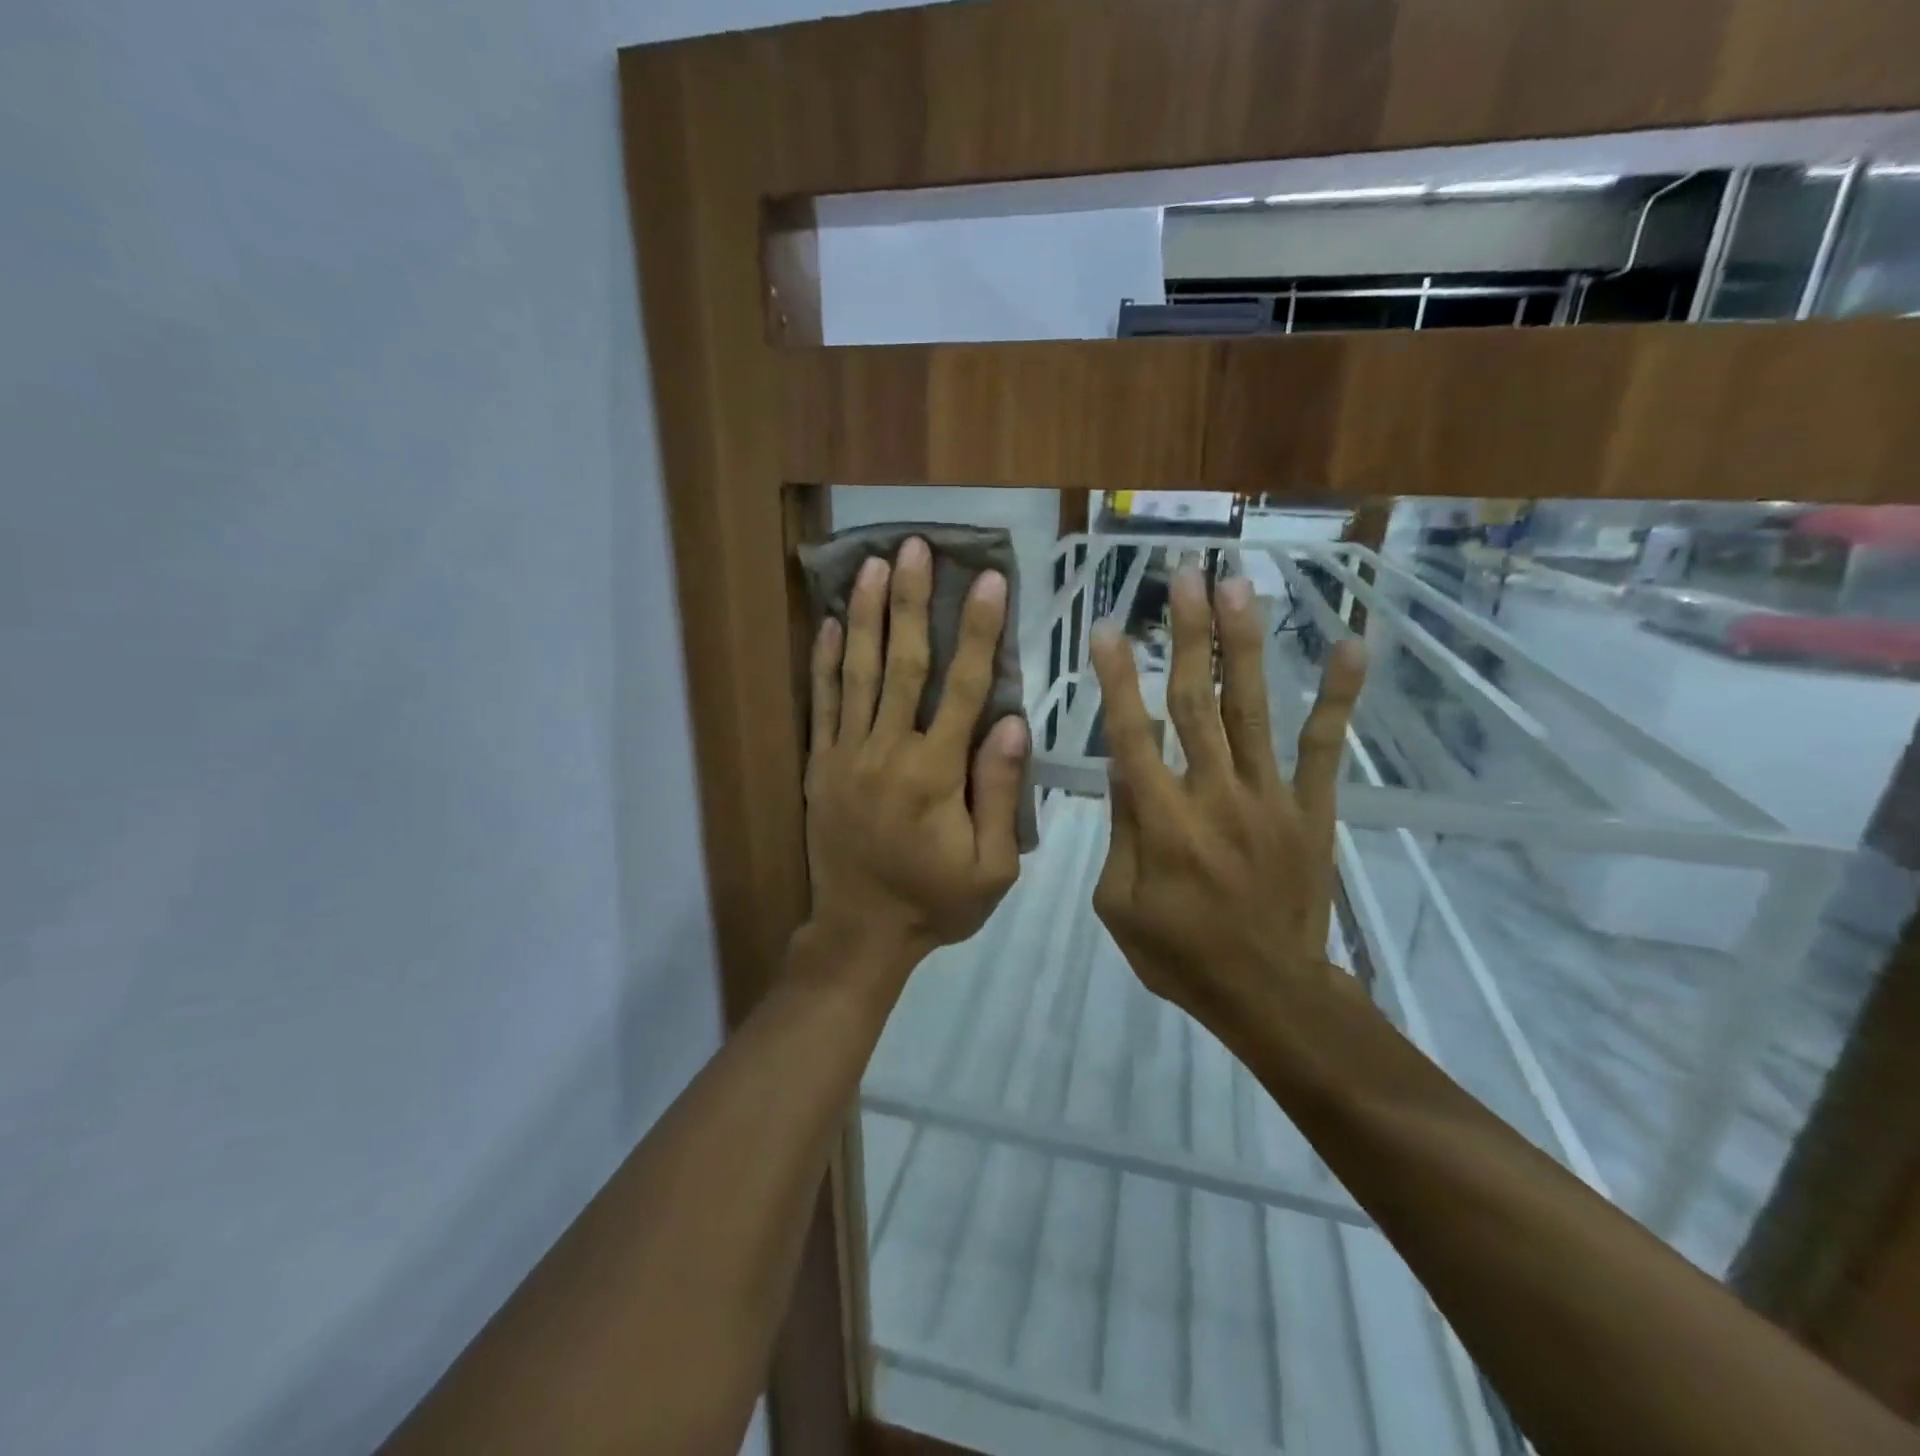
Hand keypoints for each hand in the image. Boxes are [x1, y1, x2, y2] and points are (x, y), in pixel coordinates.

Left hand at [804, 537, 1028, 968]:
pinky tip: (829, 623)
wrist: (860, 933)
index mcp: (936, 774)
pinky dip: (824, 662)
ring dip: (866, 616)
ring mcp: (846, 755)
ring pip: (857, 673)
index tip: (989, 582)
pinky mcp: (819, 766)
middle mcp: (888, 752)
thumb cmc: (936, 902)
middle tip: (915, 548)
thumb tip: (1012, 722)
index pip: (964, 688)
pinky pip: (821, 705)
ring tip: (873, 566)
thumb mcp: (992, 866)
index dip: (979, 632)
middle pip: (903, 664)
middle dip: (911, 602)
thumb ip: (1001, 792)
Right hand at [1088, 567, 1365, 1028]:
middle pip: (1195, 703)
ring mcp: (1270, 797)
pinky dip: (1338, 697)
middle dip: (1187, 635)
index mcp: (1162, 822)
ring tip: (1238, 586)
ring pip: (1251, 708)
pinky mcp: (1311, 809)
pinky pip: (1325, 747)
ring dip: (1242, 645)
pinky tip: (1350, 645)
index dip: (1118, 680)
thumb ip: (1120, 833)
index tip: (1107, 628)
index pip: (1132, 736)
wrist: (1269, 993)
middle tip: (1183, 575)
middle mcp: (1215, 795)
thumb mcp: (1118, 905)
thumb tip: (1121, 769)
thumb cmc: (1180, 954)